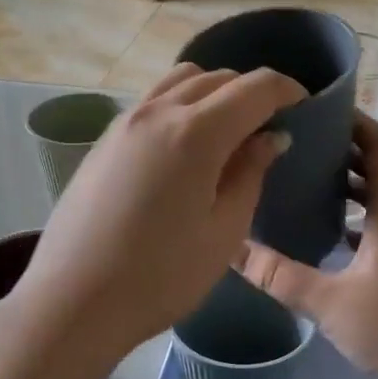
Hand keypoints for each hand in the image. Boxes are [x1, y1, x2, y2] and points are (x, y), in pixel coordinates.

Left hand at [10, 64, 305, 360]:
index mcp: (195, 132)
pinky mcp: (102, 142)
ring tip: (226, 133)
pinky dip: (179, 107)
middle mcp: (157, 112)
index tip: (303, 108)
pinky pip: (151, 103)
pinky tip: (183, 149)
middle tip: (268, 127)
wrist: (73, 301)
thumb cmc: (160, 277)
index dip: (286, 90)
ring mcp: (123, 124)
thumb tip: (270, 138)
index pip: (254, 87)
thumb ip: (250, 175)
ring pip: (178, 82)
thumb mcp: (223, 233)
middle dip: (249, 92)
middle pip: (215, 78)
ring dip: (211, 93)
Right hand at [237, 113, 377, 378]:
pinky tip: (324, 233)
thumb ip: (279, 276)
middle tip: (296, 143)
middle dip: (343, 151)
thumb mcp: (330, 303)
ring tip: (302, 181)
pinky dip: (354, 220)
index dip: (356, 122)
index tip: (318, 108)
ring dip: (348, 187)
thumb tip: (232, 249)